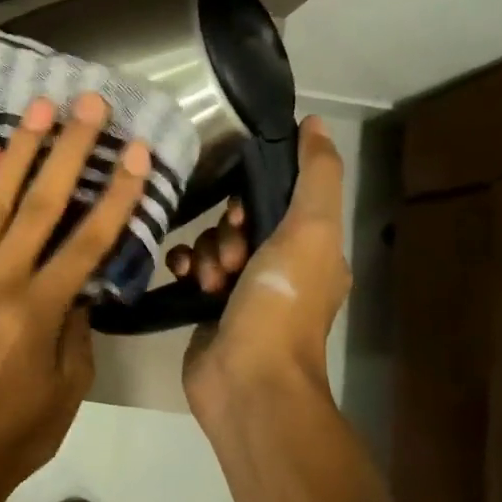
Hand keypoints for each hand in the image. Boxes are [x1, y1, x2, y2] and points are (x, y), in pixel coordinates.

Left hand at [0, 91, 150, 501]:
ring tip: (39, 108)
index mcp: (39, 310)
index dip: (116, 193)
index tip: (136, 152)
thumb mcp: (70, 381)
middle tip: (87, 104)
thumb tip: (81, 278)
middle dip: (67, 149)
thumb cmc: (21, 427)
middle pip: (39, 204)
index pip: (87, 240)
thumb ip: (78, 322)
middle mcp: (0, 281)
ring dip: (20, 151)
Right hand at [165, 116, 351, 427]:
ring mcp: (241, 292)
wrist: (248, 379)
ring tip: (209, 280)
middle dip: (226, 232)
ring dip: (205, 253)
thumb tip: (315, 122)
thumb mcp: (310, 231)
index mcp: (311, 250)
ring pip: (211, 244)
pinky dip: (186, 268)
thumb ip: (316, 175)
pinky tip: (185, 278)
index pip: (278, 202)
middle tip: (230, 257)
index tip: (242, 215)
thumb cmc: (281, 302)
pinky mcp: (208, 310)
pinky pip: (191, 268)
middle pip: (239, 221)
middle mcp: (279, 267)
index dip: (254, 199)